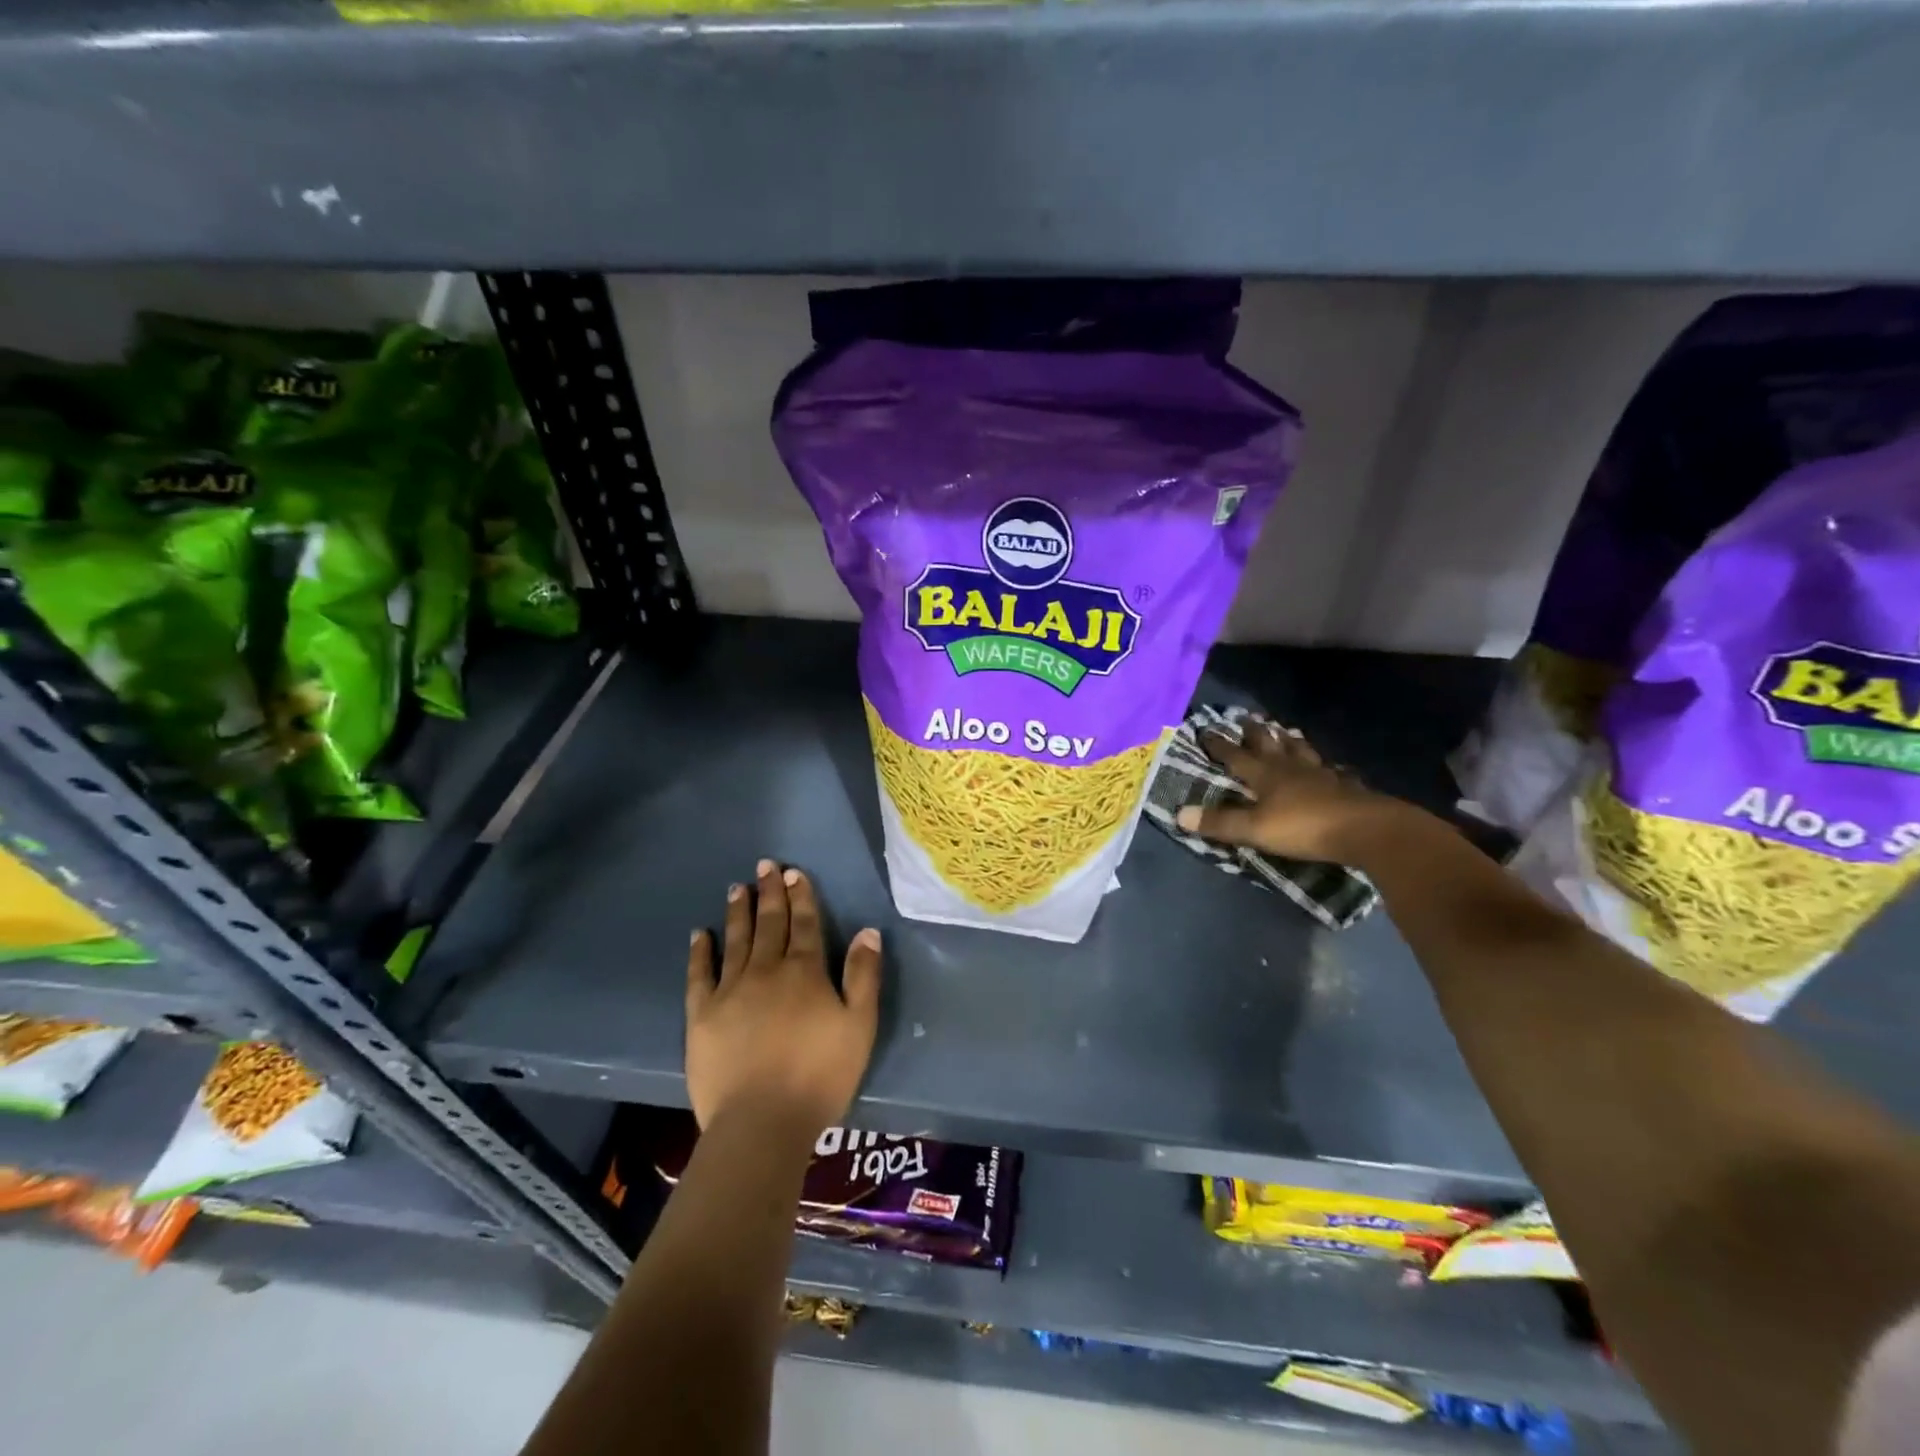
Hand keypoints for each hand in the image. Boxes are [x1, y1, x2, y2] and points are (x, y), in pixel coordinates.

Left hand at [686, 860, 882, 1143]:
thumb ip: (863, 976)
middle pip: (769, 923)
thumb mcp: (859, 1026)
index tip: (793, 872)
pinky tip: (699, 934)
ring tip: (737, 888)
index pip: (804, 923)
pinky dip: (700, 952)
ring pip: (736, 940)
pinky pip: (699, 974)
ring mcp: (730, 991)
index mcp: (805, 971)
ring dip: (738, 912)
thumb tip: (867, 932)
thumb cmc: (819, 1076)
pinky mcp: (702, 1015)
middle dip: (769, 892)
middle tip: (765, 865)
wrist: (761, 1123)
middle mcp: (766, 970)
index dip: (801, 895)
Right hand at [1175, 723, 1400, 862]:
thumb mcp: (1254, 829)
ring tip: (1286, 731)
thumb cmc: (1303, 828)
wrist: (1366, 831)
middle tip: (1249, 719)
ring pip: (1301, 752)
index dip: (1220, 745)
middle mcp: (1291, 769)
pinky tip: (1331, 767)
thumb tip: (1179, 814)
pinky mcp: (1346, 788)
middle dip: (1256, 733)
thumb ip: (1220, 823)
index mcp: (1265, 775)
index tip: (1206, 730)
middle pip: (1270, 745)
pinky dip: (1326, 766)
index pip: (1236, 756)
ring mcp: (1322, 776)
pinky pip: (1332, 771)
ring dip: (1291, 741)